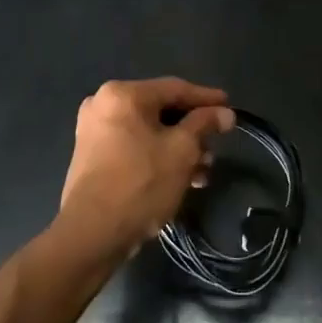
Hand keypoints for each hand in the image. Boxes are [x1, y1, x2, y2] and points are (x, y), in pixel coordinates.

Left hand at [55, 78, 235, 257]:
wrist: (92, 234)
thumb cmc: (141, 183)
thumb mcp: (182, 151)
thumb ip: (204, 124)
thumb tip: (225, 113)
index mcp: (122, 94)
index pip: (174, 88)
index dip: (206, 98)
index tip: (230, 107)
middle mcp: (103, 105)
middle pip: (160, 110)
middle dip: (192, 130)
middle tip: (217, 143)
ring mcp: (94, 132)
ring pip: (148, 132)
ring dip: (178, 148)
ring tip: (204, 170)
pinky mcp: (92, 157)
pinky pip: (133, 147)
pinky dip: (157, 157)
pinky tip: (182, 178)